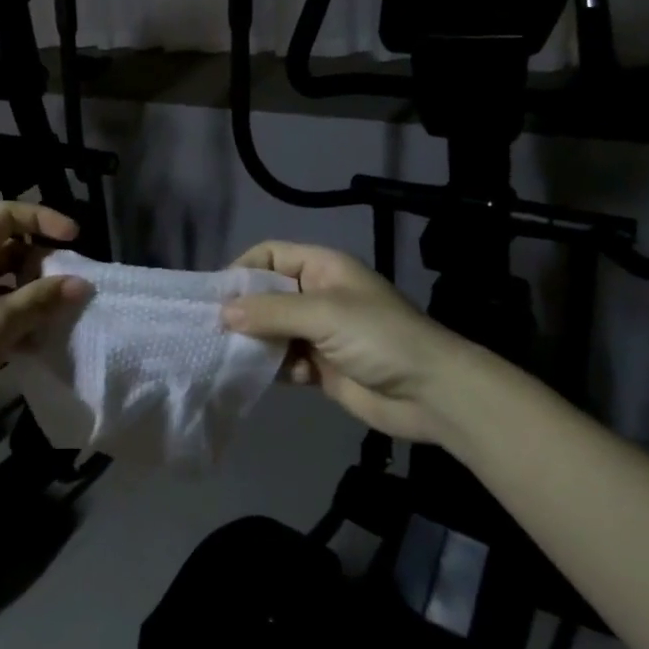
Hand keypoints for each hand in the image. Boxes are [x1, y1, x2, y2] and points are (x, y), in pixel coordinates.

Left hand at [0, 201, 90, 442]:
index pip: (7, 214)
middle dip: (41, 264)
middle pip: (8, 247)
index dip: (43, 219)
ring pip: (2, 281)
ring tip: (56, 319)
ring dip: (31, 295)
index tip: (74, 239)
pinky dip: (15, 318)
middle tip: (67, 288)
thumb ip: (42, 299)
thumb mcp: (2, 322)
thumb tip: (80, 283)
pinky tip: (33, 345)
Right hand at [221, 241, 485, 443]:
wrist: (432, 393)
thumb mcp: (323, 313)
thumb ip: (270, 311)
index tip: (218, 296)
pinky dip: (277, 368)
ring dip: (257, 343)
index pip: (271, 255)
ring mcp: (320, 332)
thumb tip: (222, 313)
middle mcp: (318, 295)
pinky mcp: (322, 366)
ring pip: (273, 330)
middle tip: (216, 331)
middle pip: (267, 294)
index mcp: (323, 268)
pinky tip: (281, 376)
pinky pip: (285, 360)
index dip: (244, 269)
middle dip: (244, 311)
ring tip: (238, 356)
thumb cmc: (379, 338)